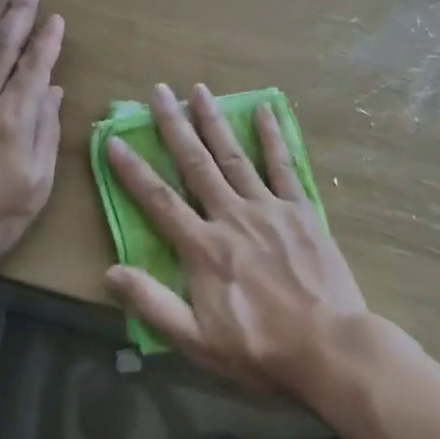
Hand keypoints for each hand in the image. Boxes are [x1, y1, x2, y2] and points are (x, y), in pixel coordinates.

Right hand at [103, 83, 367, 398]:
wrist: (330, 348)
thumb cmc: (260, 349)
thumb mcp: (197, 340)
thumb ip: (152, 304)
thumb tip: (109, 272)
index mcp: (204, 247)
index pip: (159, 200)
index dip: (133, 170)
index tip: (114, 141)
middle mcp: (232, 215)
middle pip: (196, 163)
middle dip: (174, 125)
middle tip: (159, 91)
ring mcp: (269, 207)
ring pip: (234, 155)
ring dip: (215, 120)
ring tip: (199, 89)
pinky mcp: (301, 210)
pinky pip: (283, 166)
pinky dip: (272, 137)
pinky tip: (265, 110)